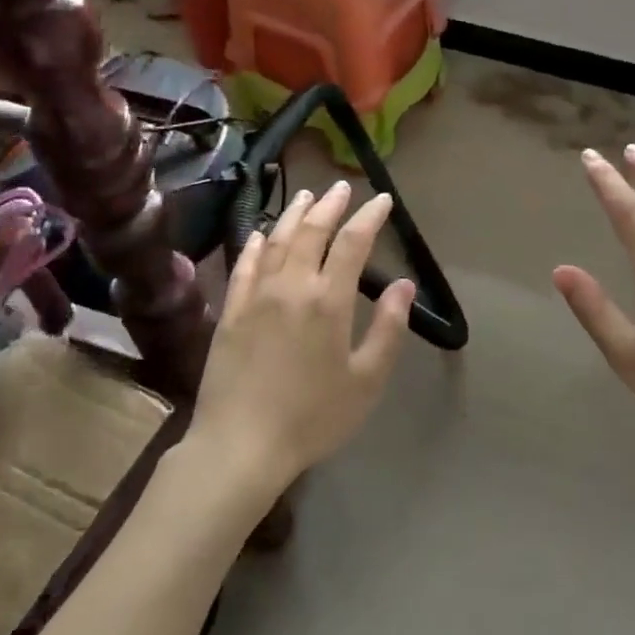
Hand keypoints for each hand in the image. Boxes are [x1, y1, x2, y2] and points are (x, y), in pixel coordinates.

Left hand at [192, 180, 415, 492]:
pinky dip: (257, 244)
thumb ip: (388, 328)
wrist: (240, 446)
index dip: (369, 217)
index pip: (353, 243)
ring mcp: (256, 296)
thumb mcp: (366, 380)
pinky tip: (261, 235)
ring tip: (306, 196)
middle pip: (312, 231)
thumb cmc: (313, 417)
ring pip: (277, 241)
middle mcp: (291, 286)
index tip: (382, 200)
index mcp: (328, 300)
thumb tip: (403, 285)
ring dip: (294, 214)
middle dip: (331, 205)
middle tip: (343, 188)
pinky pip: (245, 266)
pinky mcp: (230, 312)